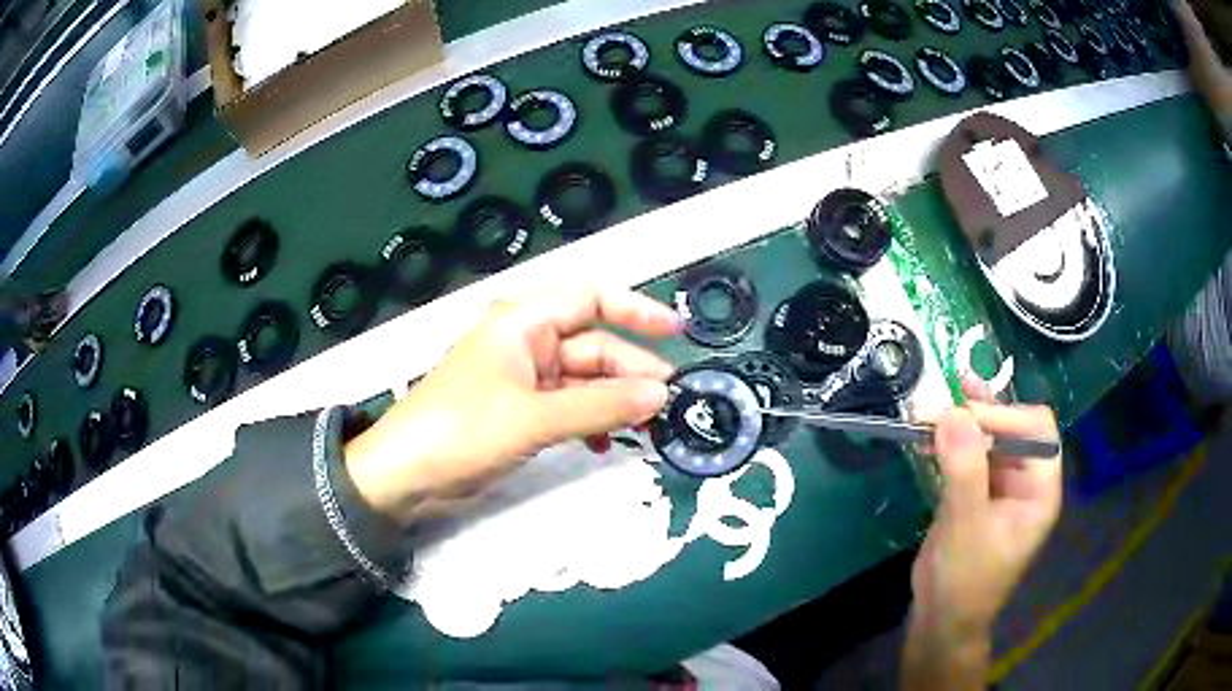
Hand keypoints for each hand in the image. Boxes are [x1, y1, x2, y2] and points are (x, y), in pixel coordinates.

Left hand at [343, 287, 680, 524]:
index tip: (675, 332)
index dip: (635, 310)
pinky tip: (604, 445)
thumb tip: (660, 395)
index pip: (590, 299)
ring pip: (584, 381)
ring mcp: (523, 378)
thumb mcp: (534, 417)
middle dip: (630, 372)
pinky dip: (589, 422)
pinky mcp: (520, 411)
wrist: (404, 475)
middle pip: (593, 346)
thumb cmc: (461, 430)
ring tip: (645, 428)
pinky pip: (568, 407)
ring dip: (614, 402)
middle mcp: (526, 341)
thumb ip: (600, 406)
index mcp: (523, 321)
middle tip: (666, 404)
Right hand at [903, 378, 1061, 688]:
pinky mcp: (974, 493)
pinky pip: (966, 456)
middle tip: (944, 400)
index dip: (1006, 416)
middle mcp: (1025, 481)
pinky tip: (928, 434)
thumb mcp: (966, 526)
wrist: (940, 620)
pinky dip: (948, 442)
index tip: (965, 417)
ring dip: (961, 422)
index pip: (1037, 431)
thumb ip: (964, 469)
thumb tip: (952, 411)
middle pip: (1012, 428)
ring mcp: (999, 486)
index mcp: (1039, 489)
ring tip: (932, 406)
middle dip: (980, 413)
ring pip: (987, 438)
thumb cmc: (965, 581)